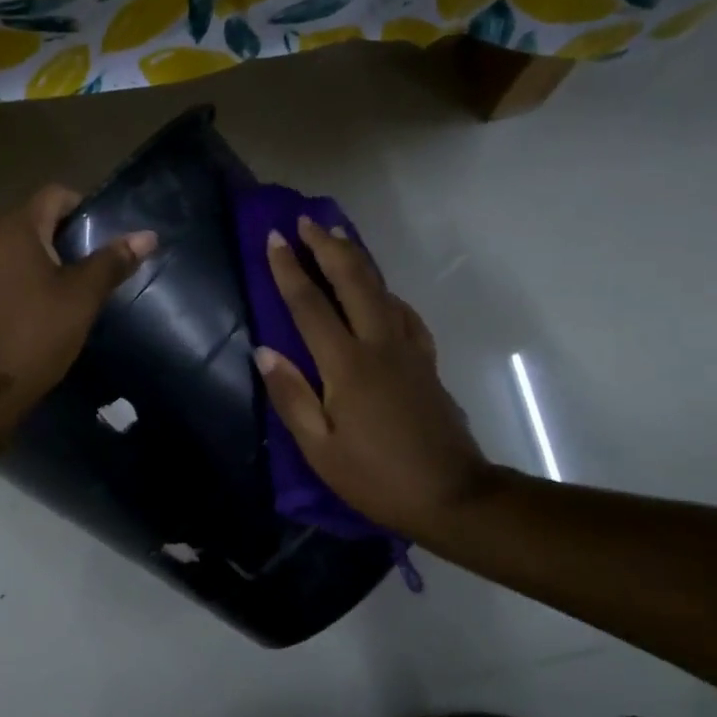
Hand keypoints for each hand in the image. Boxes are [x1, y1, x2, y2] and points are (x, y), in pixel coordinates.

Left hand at [0, 184, 155, 425]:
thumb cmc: (36, 334)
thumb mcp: (82, 297)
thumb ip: (112, 261)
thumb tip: (147, 236)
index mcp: (14, 228)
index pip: (54, 194)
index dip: (83, 208)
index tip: (102, 238)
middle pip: (32, 219)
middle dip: (63, 237)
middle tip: (91, 267)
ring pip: (13, 248)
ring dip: (40, 260)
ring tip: (67, 290)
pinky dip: (18, 279)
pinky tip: (34, 309)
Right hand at [256, 216, 490, 540]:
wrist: (452, 496)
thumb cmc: (376, 478)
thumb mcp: (320, 449)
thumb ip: (291, 396)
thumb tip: (264, 351)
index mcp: (347, 366)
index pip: (310, 306)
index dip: (289, 270)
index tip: (273, 238)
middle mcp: (379, 345)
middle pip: (353, 282)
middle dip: (327, 247)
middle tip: (305, 220)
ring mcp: (408, 351)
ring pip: (381, 289)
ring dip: (357, 260)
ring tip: (337, 238)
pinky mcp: (426, 362)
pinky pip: (403, 312)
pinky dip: (384, 291)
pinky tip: (379, 292)